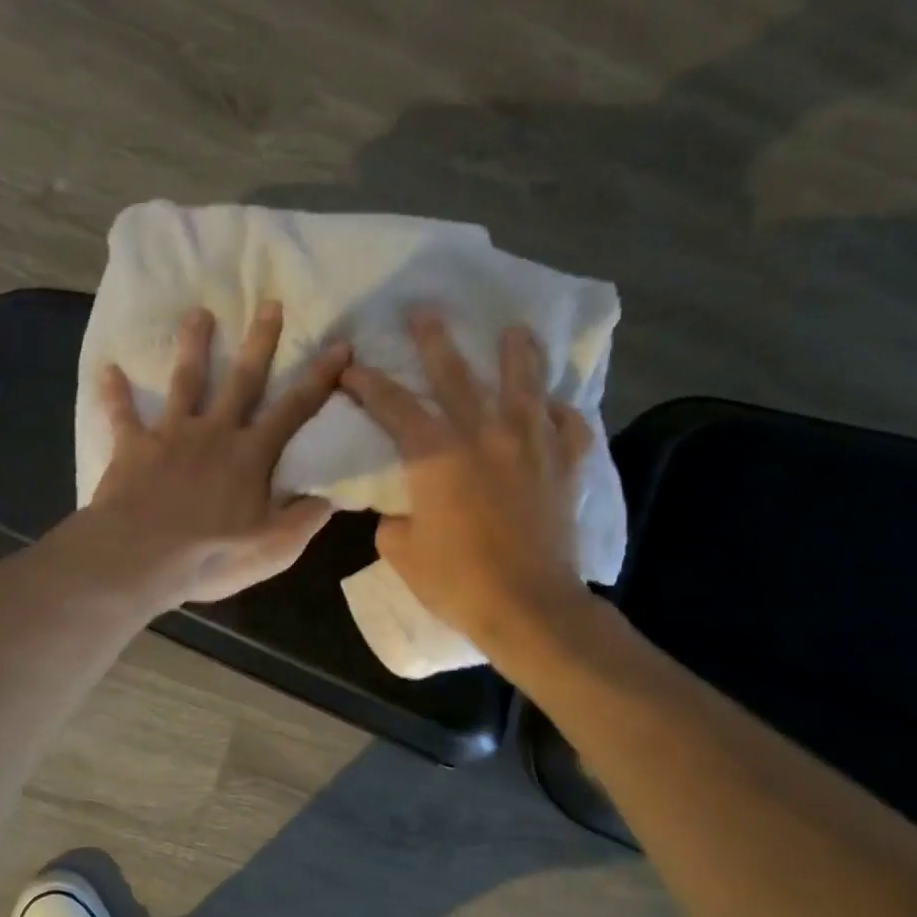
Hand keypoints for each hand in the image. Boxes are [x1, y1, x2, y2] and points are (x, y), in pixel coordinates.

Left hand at [68, 301, 350, 610]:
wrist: (141, 558)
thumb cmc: (211, 555)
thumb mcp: (273, 548)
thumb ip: (303, 519)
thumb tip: (330, 496)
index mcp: (251, 455)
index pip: (295, 410)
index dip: (320, 378)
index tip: (340, 345)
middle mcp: (215, 433)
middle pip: (243, 380)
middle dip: (259, 342)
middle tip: (269, 303)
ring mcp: (172, 436)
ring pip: (186, 382)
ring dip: (193, 346)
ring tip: (198, 313)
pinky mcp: (133, 447)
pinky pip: (123, 415)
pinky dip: (115, 394)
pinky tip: (108, 370)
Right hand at [340, 308, 593, 639]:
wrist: (529, 607)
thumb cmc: (457, 581)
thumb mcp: (402, 552)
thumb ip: (395, 522)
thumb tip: (402, 513)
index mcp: (436, 455)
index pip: (393, 407)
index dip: (368, 384)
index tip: (350, 365)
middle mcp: (484, 436)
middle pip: (457, 376)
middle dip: (435, 341)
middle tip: (424, 309)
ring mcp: (530, 448)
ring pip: (524, 387)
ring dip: (516, 355)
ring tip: (515, 331)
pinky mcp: (563, 469)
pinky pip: (567, 429)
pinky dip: (560, 414)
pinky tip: (554, 407)